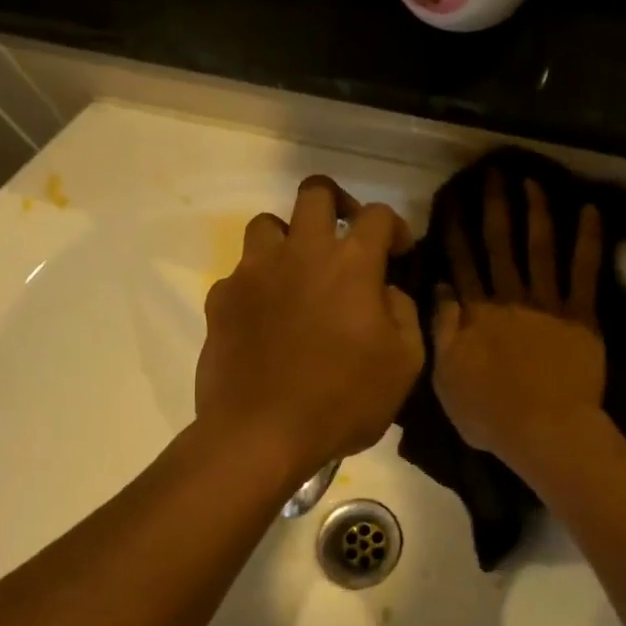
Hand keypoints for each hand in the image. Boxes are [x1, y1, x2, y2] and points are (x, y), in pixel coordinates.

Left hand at [197, 176, 423, 483]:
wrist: (260, 434)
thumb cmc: (343, 400)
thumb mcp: (404, 364)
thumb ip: (404, 313)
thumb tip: (387, 290)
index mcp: (350, 263)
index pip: (377, 214)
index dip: (395, 226)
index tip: (399, 252)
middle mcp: (300, 252)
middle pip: (315, 191)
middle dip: (337, 203)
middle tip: (345, 237)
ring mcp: (253, 272)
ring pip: (267, 224)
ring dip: (289, 239)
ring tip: (299, 274)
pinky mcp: (221, 299)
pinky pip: (240, 273)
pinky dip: (258, 285)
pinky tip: (266, 319)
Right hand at [431, 171, 606, 473]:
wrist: (545, 431)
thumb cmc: (490, 413)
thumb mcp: (446, 377)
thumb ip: (443, 329)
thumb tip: (439, 287)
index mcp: (476, 313)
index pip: (462, 262)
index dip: (456, 229)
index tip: (453, 199)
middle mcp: (509, 298)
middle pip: (500, 246)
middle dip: (496, 208)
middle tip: (494, 173)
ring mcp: (547, 304)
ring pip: (540, 249)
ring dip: (538, 213)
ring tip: (533, 181)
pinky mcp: (580, 316)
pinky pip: (585, 272)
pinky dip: (589, 241)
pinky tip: (590, 211)